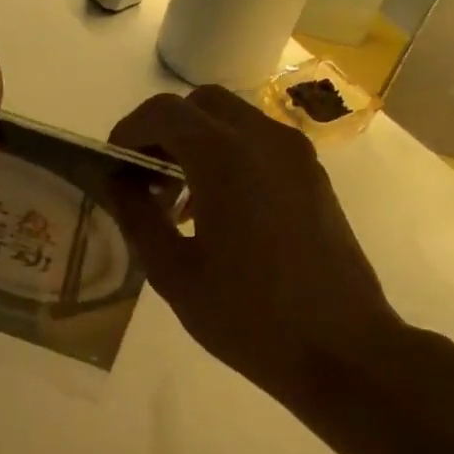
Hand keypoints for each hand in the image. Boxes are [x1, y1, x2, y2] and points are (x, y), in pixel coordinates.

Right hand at [109, 86, 408, 401]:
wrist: (341, 349)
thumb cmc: (247, 317)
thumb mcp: (173, 272)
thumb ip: (137, 216)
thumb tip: (116, 181)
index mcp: (226, 159)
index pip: (164, 112)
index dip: (128, 131)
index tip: (112, 167)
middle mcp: (265, 141)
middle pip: (201, 104)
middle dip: (163, 130)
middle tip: (142, 177)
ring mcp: (297, 156)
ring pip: (233, 120)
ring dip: (195, 143)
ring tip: (175, 202)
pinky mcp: (313, 178)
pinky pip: (259, 144)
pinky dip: (227, 156)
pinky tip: (214, 211)